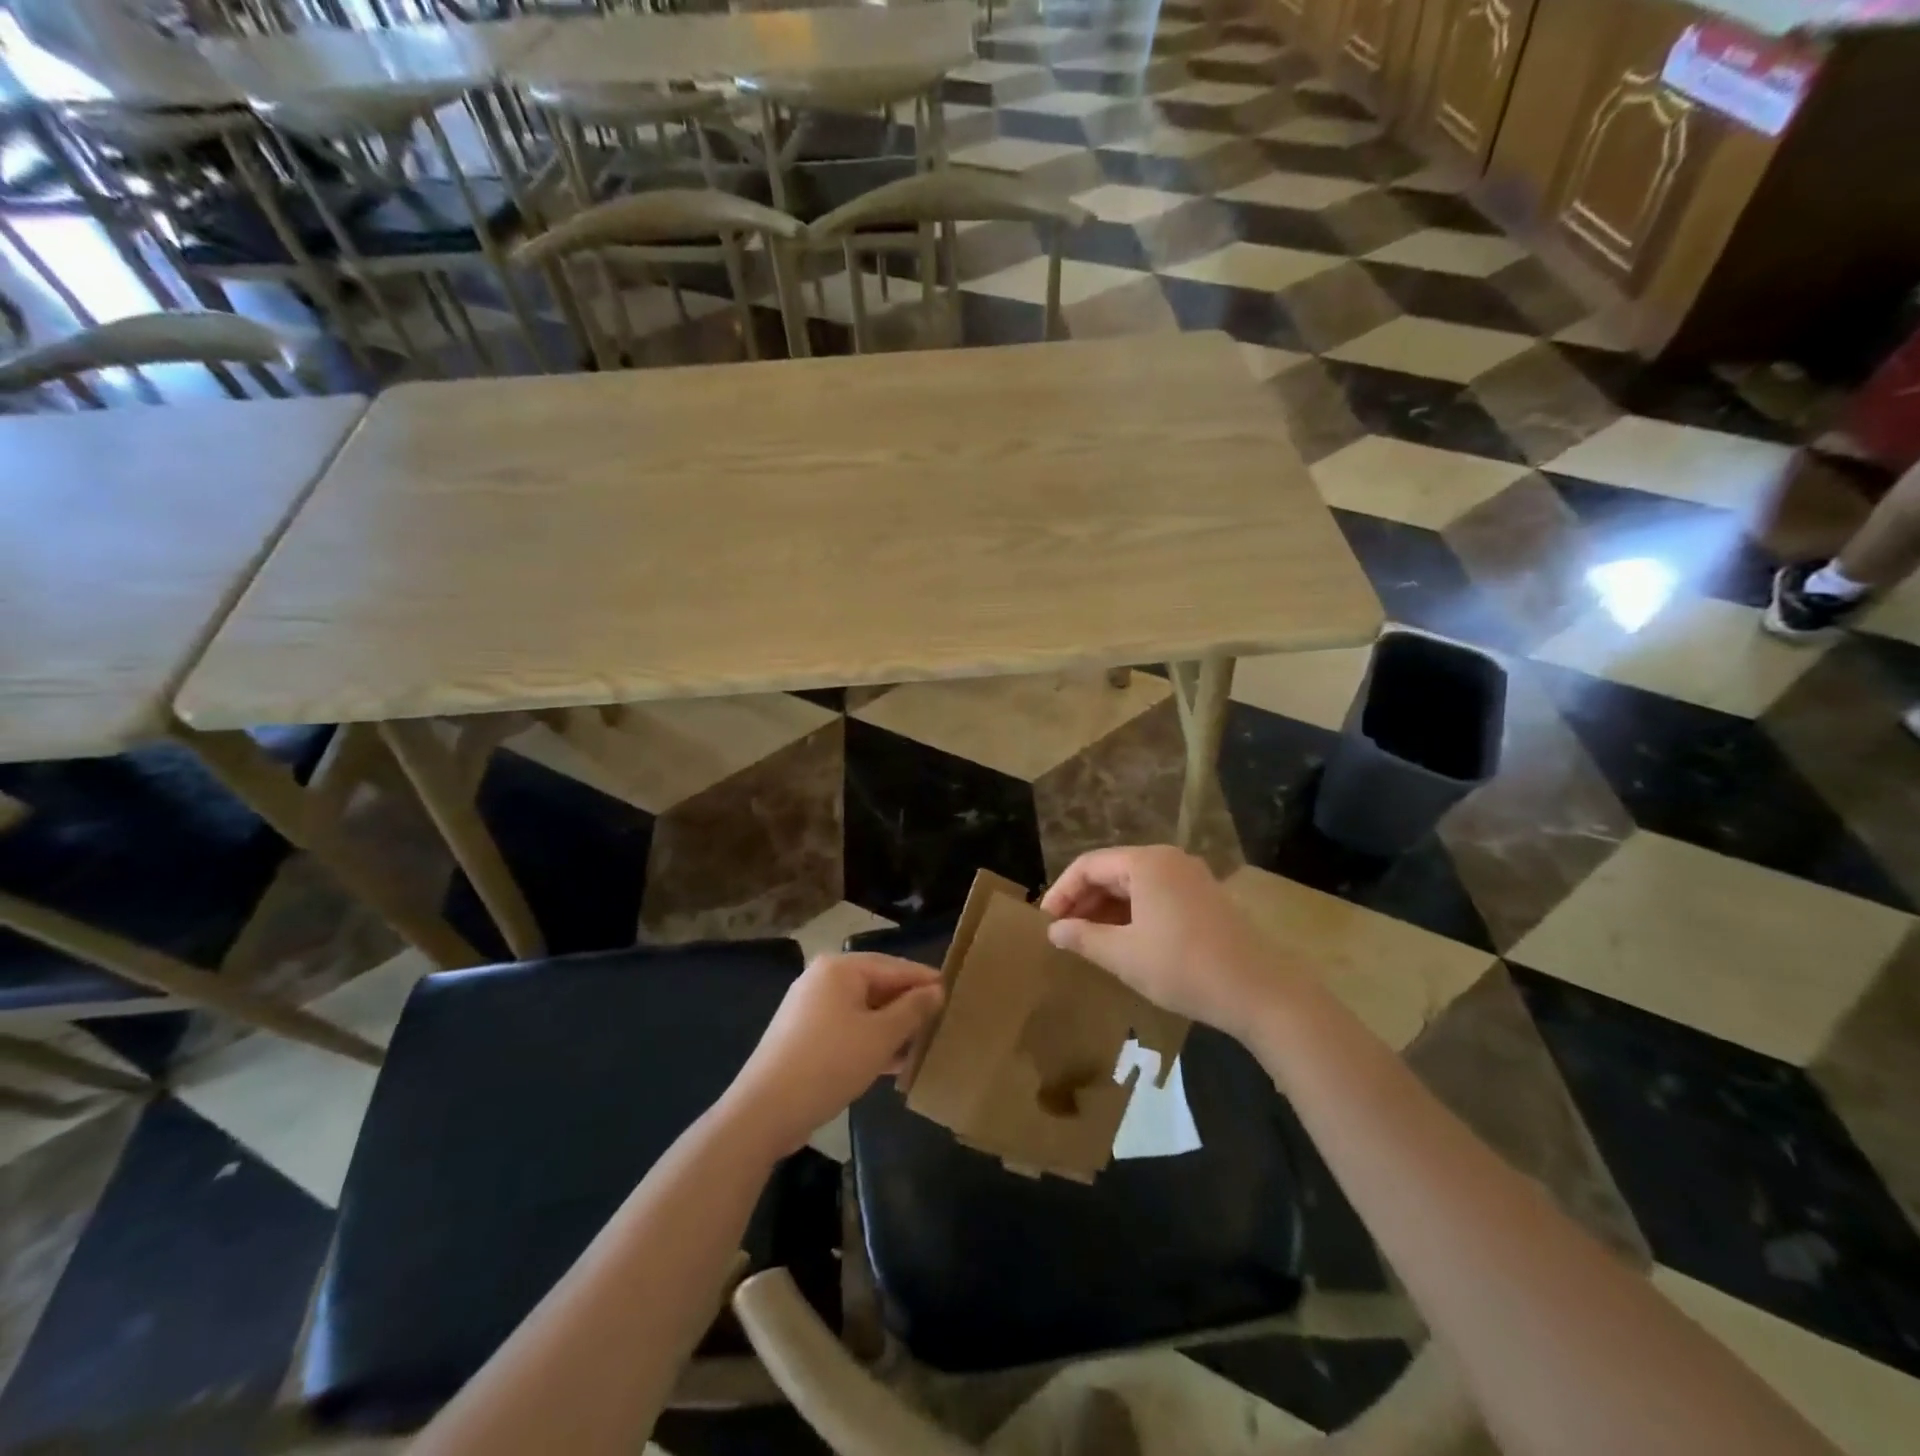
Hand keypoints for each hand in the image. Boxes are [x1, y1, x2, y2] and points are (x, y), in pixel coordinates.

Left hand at [724, 953, 943, 1155]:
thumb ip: (912, 1010)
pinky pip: (847, 1028)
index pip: (894, 966)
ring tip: (922, 1045)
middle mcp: (823, 979)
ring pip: (863, 1010)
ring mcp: (809, 1008)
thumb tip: (935, 990)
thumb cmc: (829, 1063)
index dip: (925, 980)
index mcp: (840, 968)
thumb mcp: (880, 1036)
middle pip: (877, 985)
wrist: (765, 1111)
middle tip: (941, 1022)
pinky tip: (892, 1063)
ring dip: (891, 1027)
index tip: (954, 993)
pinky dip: (869, 1040)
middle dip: (908, 1006)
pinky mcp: (803, 1036)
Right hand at [1040, 845, 1293, 1041]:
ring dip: (1106, 909)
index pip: (1088, 865)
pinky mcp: (1204, 899)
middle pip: (1112, 871)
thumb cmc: (1184, 967)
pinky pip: (1156, 896)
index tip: (1044, 921)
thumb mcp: (1124, 955)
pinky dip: (1132, 914)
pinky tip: (1123, 941)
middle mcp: (1168, 860)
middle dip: (1083, 900)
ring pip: (1134, 885)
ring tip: (1087, 940)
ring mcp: (1190, 878)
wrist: (1261, 992)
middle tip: (1062, 932)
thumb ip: (1083, 938)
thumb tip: (1054, 930)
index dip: (1061, 891)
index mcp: (1146, 863)